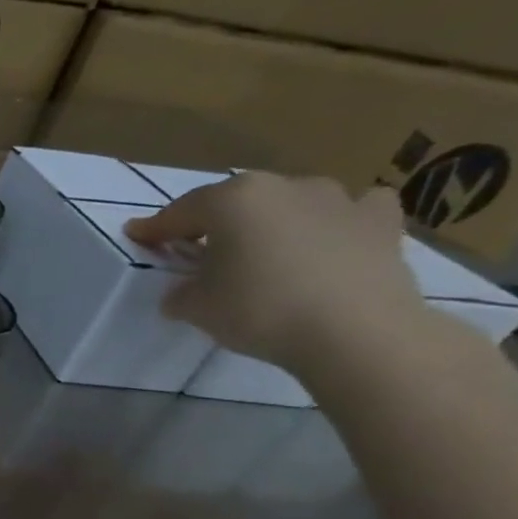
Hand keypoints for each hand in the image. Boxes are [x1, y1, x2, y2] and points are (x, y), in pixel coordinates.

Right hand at [125, 173, 425, 371]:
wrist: (355, 331)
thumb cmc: (259, 310)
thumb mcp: (194, 307)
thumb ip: (181, 291)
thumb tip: (186, 289)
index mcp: (230, 201)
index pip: (178, 213)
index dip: (154, 229)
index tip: (137, 236)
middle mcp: (282, 186)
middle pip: (234, 202)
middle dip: (213, 223)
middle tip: (198, 249)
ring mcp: (337, 198)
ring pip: (289, 202)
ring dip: (272, 220)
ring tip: (263, 249)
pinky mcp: (380, 221)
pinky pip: (352, 209)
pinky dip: (336, 220)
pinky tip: (330, 237)